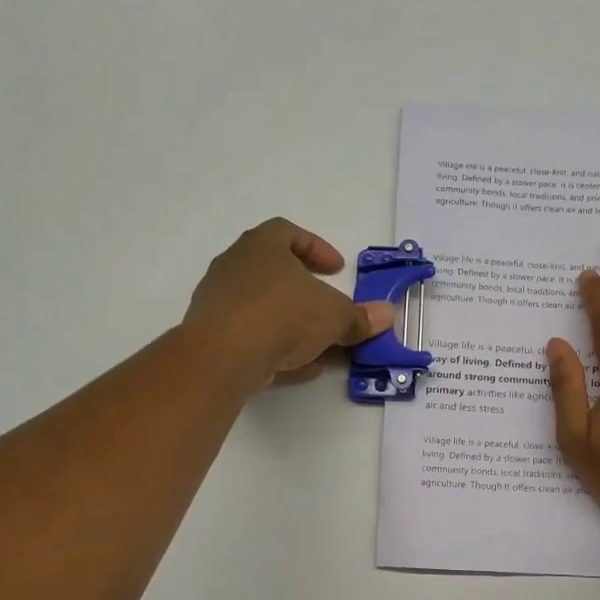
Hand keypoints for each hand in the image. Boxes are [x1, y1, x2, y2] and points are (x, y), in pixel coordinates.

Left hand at [183, 219, 394, 391]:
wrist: (224, 355)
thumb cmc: (284, 316)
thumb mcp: (335, 316)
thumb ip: (360, 317)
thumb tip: (387, 315)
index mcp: (262, 245)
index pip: (288, 232)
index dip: (317, 249)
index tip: (337, 270)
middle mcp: (235, 265)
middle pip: (275, 272)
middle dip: (306, 292)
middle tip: (329, 307)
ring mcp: (219, 300)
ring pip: (263, 307)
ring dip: (293, 323)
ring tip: (320, 345)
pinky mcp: (212, 334)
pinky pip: (250, 334)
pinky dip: (275, 346)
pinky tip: (298, 366)